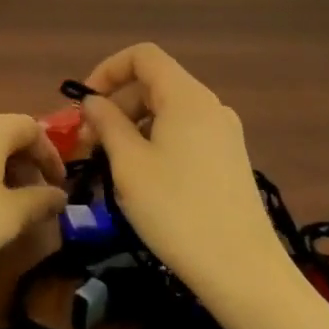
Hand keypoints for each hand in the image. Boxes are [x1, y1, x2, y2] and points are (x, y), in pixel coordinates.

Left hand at [0, 113, 67, 283]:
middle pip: (5, 134)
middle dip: (26, 163)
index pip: (32, 128)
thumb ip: (39, 202)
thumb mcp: (9, 217)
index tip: (59, 186)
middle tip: (35, 198)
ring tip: (6, 206)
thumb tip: (59, 196)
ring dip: (0, 170)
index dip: (51, 155)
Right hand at [75, 43, 288, 299]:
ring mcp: (224, 134)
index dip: (107, 70)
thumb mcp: (129, 164)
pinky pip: (184, 134)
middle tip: (88, 143)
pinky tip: (142, 179)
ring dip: (132, 127)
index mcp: (186, 96)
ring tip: (110, 164)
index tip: (85, 103)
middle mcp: (209, 105)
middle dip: (116, 104)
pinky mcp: (229, 160)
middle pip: (153, 84)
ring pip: (167, 111)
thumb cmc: (177, 211)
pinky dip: (155, 142)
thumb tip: (93, 101)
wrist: (244, 272)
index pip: (142, 56)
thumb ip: (106, 123)